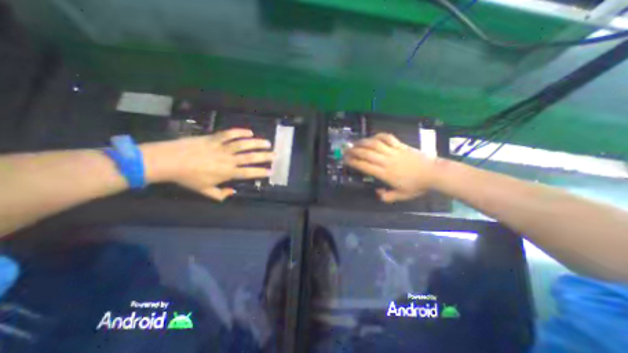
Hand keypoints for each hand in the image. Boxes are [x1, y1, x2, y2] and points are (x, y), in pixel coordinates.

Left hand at [144, 130, 275, 200]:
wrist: (167, 161)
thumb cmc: (187, 178)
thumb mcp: (204, 191)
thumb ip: (220, 194)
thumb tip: (233, 192)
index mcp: (227, 173)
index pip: (248, 173)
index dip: (261, 172)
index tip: (270, 171)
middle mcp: (228, 160)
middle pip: (250, 157)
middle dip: (265, 156)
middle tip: (275, 155)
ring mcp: (221, 147)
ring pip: (243, 144)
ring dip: (257, 143)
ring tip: (267, 143)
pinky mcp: (214, 138)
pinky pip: (229, 134)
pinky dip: (240, 132)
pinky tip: (249, 132)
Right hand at [343, 134, 437, 202]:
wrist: (434, 173)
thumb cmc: (417, 186)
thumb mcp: (401, 196)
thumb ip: (387, 196)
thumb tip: (377, 192)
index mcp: (385, 174)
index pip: (365, 166)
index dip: (353, 162)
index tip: (346, 160)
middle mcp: (386, 161)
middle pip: (366, 153)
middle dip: (354, 151)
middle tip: (346, 150)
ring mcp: (394, 151)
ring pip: (375, 144)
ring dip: (363, 142)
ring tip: (355, 142)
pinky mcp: (401, 145)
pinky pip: (388, 138)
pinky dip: (379, 136)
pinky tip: (373, 137)